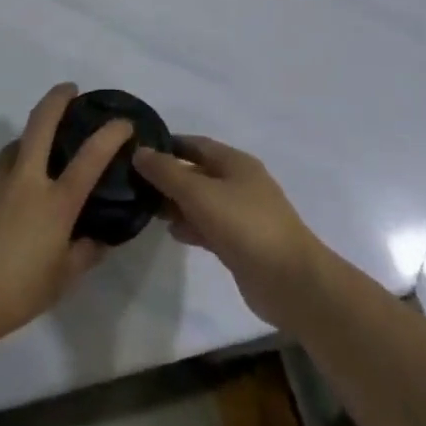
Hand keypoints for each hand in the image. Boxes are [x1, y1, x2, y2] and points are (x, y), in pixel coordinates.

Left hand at [0, 85, 133, 346]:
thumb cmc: (12, 293)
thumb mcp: (60, 281)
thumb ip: (84, 255)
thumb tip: (99, 240)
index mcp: (55, 203)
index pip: (91, 157)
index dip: (111, 134)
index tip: (123, 123)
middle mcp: (26, 180)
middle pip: (41, 122)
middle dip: (58, 98)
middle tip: (70, 89)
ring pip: (17, 142)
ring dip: (32, 134)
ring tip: (43, 146)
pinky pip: (1, 166)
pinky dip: (15, 164)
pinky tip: (16, 188)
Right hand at [133, 135, 326, 329]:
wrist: (290, 282)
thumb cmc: (245, 226)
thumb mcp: (200, 193)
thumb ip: (167, 173)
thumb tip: (139, 152)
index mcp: (236, 162)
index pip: (196, 144)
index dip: (168, 145)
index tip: (138, 151)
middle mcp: (240, 183)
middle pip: (198, 173)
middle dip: (169, 177)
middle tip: (135, 184)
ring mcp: (243, 215)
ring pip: (202, 201)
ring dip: (177, 203)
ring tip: (147, 209)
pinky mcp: (242, 244)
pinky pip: (209, 226)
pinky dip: (191, 226)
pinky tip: (173, 233)